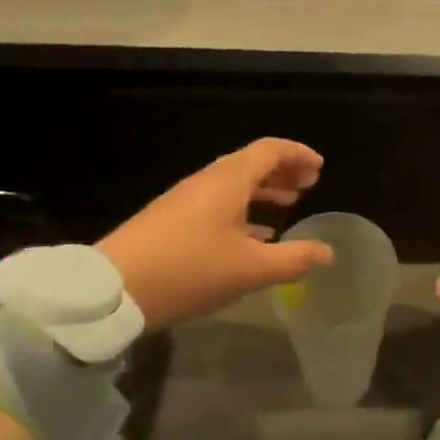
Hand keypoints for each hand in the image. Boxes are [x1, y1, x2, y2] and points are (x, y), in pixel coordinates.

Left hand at [96, 139, 331, 327]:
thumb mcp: (249, 269)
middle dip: (283, 172)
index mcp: (228, 180)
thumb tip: (327, 252)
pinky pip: (218, 203)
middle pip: (251, 163)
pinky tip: (253, 236)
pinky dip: (244, 209)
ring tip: (288, 208)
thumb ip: (293, 258)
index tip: (320, 169)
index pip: (269, 150)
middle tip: (309, 186)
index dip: (298, 154)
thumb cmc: (189, 270)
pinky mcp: (171, 220)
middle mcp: (207, 181)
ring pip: (234, 185)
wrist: (112, 290)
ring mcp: (185, 200)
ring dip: (264, 191)